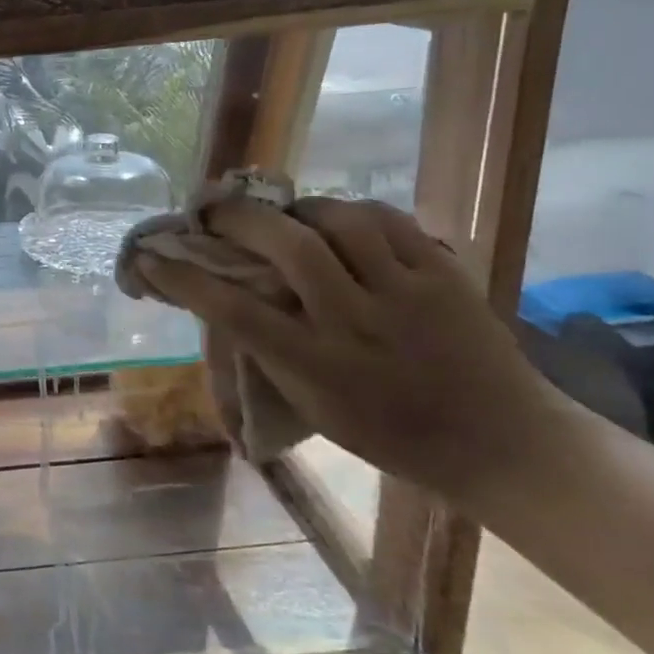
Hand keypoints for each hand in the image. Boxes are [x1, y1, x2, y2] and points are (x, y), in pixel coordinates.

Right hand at [134, 196, 567, 500]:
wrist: (505, 445)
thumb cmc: (390, 434)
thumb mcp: (312, 403)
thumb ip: (269, 350)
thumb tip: (223, 299)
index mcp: (315, 365)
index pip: (233, 309)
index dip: (183, 278)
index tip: (148, 257)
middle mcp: (355, 323)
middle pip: (287, 247)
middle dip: (239, 218)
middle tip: (215, 211)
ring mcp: (405, 294)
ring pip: (340, 220)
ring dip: (298, 208)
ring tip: (283, 213)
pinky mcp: (445, 274)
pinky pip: (388, 220)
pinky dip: (351, 210)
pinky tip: (338, 218)